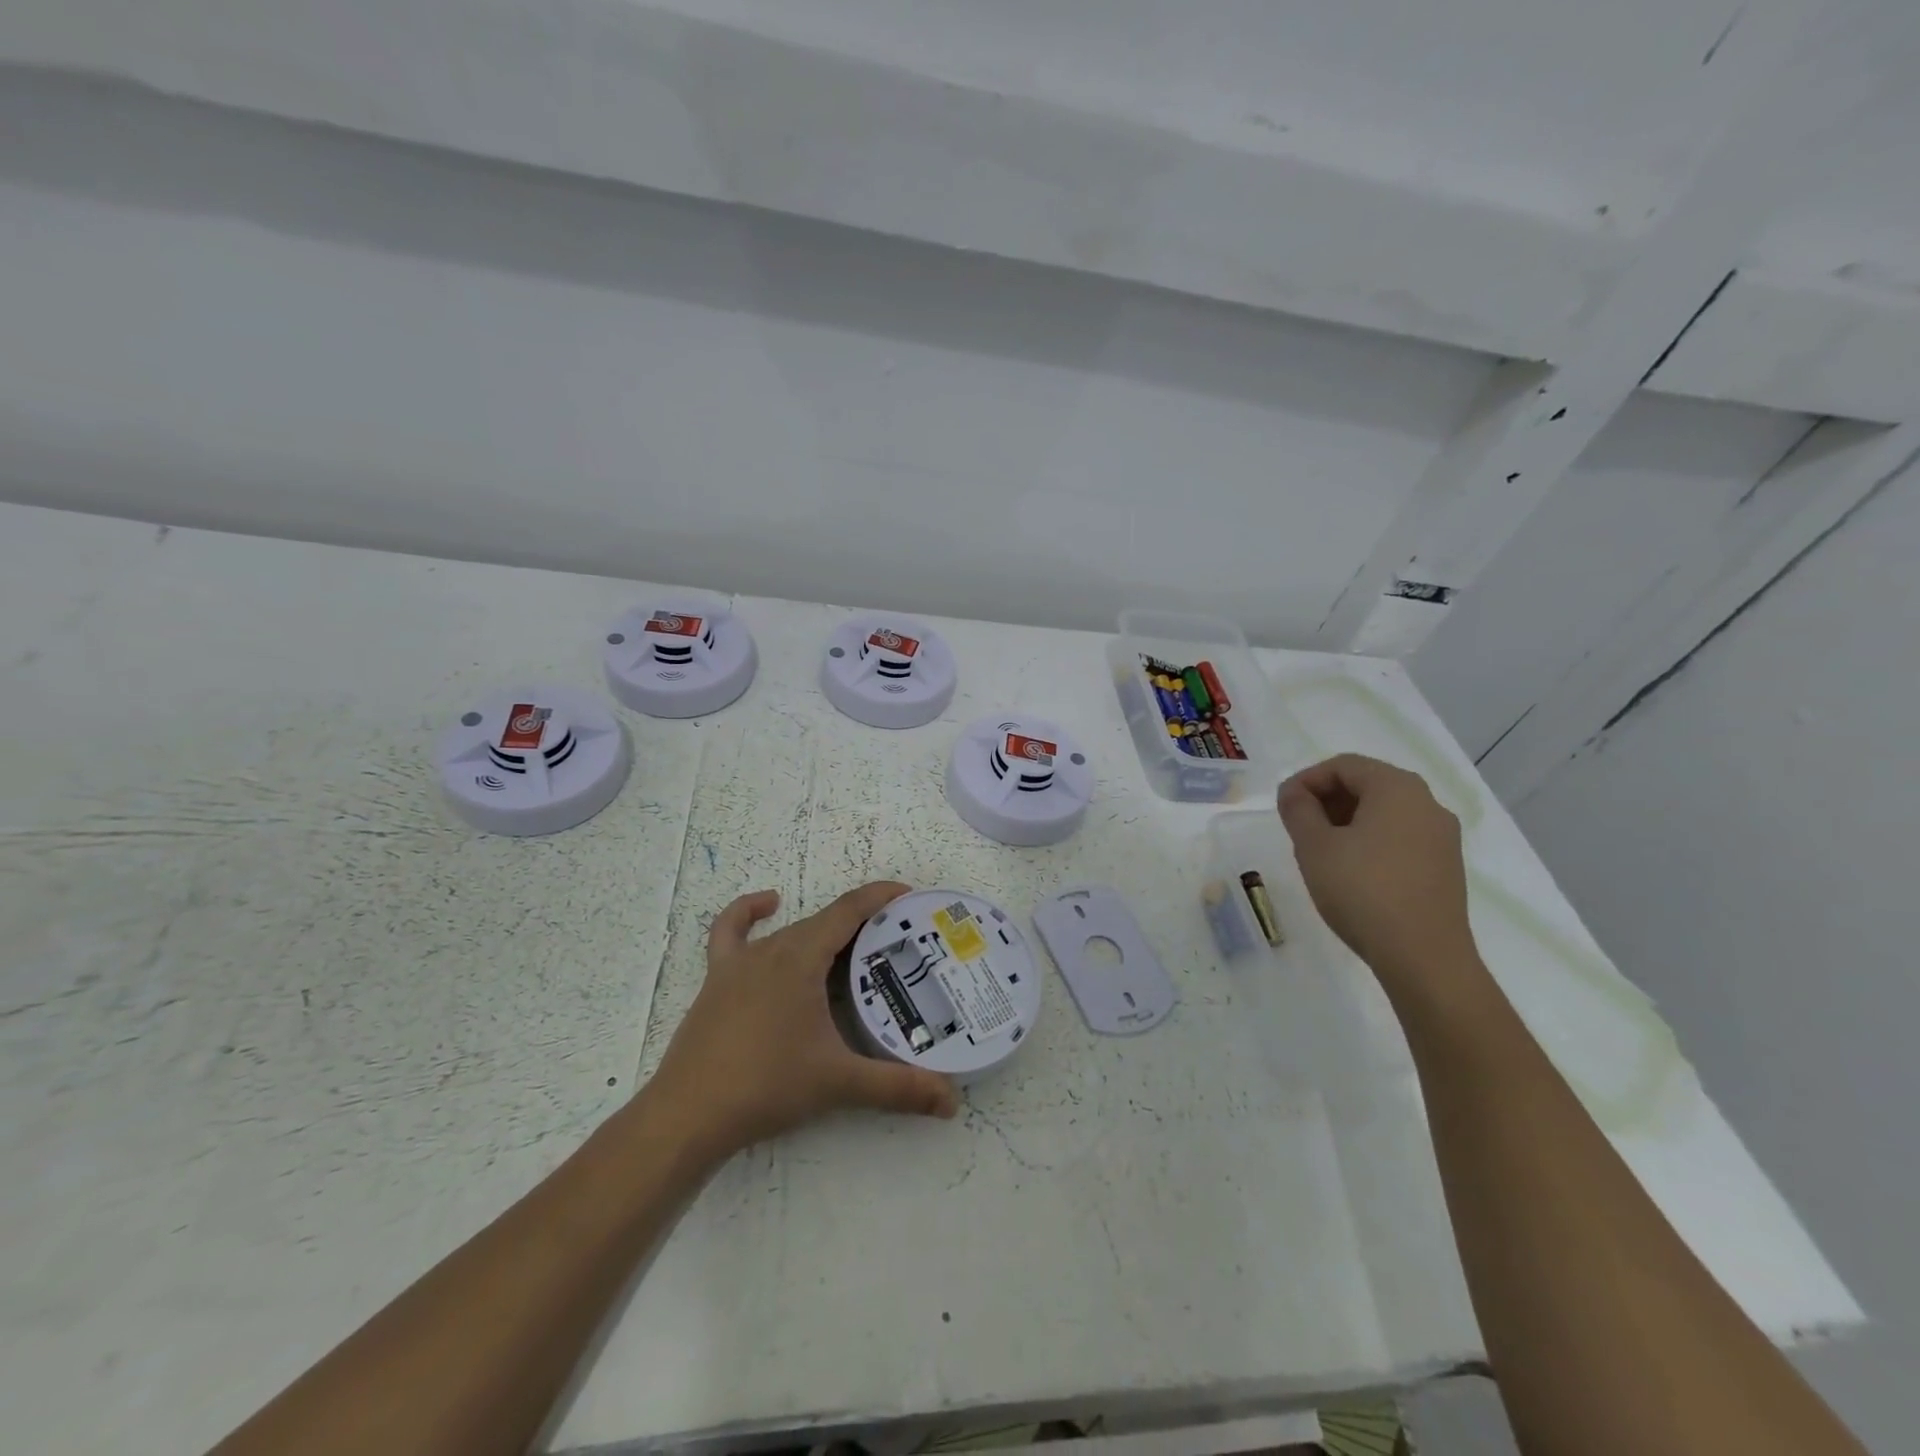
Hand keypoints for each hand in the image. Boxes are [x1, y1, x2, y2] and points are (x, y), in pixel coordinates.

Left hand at [649, 880, 958, 1161]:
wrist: (689, 1115)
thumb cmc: (767, 1086)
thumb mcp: (839, 1083)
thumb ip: (898, 1087)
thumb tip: (952, 1101)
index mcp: (802, 958)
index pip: (849, 910)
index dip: (880, 897)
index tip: (910, 897)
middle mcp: (772, 949)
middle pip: (824, 922)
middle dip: (862, 925)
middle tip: (896, 945)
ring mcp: (739, 963)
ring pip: (790, 932)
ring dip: (823, 933)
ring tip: (852, 950)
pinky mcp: (716, 980)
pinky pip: (730, 932)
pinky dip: (749, 912)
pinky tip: (767, 905)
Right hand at [1277, 754, 1479, 994]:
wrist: (1423, 958)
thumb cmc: (1362, 891)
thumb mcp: (1314, 846)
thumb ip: (1298, 810)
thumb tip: (1294, 793)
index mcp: (1398, 789)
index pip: (1343, 765)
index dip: (1306, 780)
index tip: (1282, 806)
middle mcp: (1428, 804)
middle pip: (1368, 784)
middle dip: (1326, 799)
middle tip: (1296, 826)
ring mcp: (1442, 837)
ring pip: (1385, 812)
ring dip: (1346, 820)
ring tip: (1318, 849)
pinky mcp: (1445, 867)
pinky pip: (1400, 837)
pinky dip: (1370, 840)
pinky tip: (1349, 870)